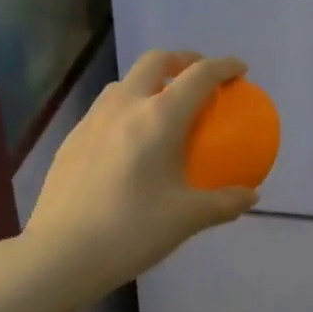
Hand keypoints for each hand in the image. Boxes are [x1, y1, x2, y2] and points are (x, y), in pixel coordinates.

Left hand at [19, 49, 257, 302]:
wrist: (61, 252)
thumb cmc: (131, 230)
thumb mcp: (187, 219)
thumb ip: (224, 203)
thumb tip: (251, 196)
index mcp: (159, 117)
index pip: (199, 75)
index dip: (224, 66)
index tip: (240, 70)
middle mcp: (125, 105)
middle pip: (156, 61)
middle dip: (182, 59)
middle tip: (198, 75)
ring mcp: (93, 119)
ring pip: (125, 82)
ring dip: (150, 80)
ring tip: (162, 103)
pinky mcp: (72, 138)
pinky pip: (105, 109)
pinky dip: (126, 107)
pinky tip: (129, 140)